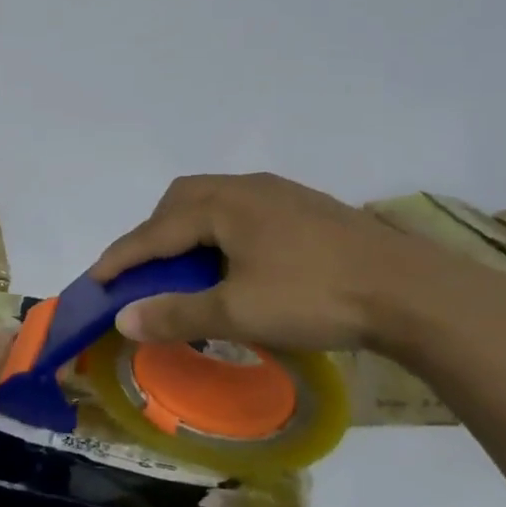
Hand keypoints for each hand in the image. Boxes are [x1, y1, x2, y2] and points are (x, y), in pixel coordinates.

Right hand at [89, 173, 505, 369]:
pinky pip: (243, 211)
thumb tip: (124, 319)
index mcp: (223, 204)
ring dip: (189, 231)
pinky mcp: (305, 207)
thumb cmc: (315, 296)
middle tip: (145, 271)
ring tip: (187, 268)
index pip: (156, 231)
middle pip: (181, 201)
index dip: (123, 257)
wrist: (410, 291)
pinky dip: (220, 233)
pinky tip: (237, 261)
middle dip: (154, 233)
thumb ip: (177, 314)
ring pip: (215, 202)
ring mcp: (280, 193)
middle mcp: (246, 187)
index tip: (95, 279)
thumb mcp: (238, 313)